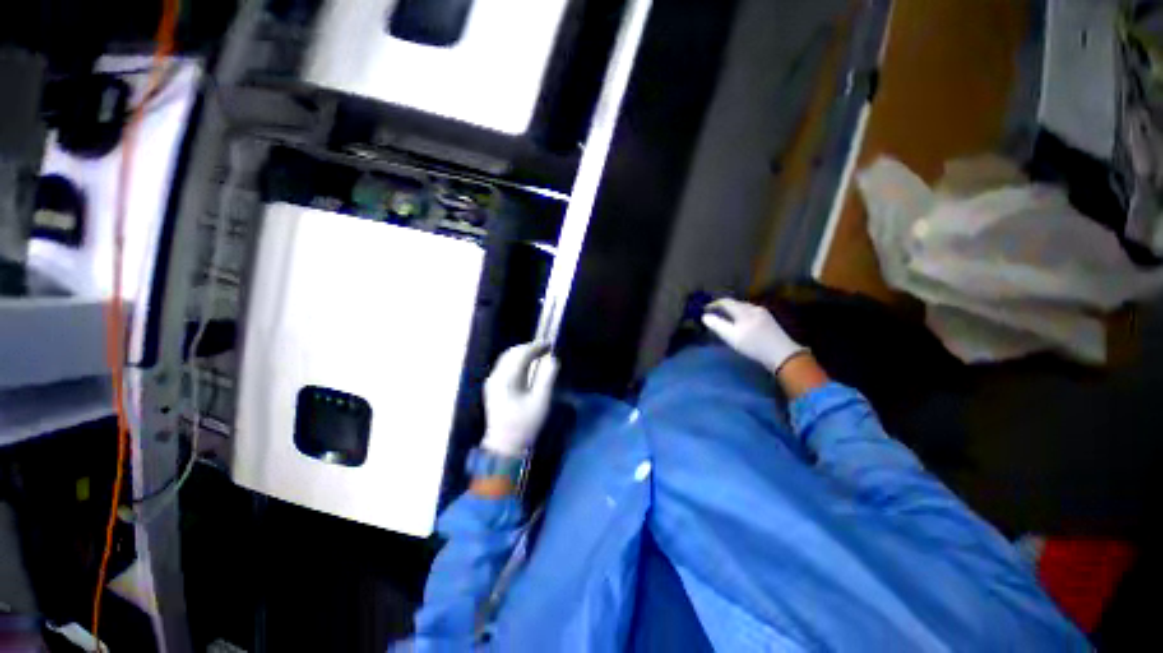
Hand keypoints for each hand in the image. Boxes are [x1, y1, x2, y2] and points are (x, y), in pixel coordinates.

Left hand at [481, 342, 559, 456]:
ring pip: (506, 358)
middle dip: (529, 347)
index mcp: (506, 379)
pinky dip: (517, 361)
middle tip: (546, 348)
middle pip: (511, 353)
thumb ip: (547, 377)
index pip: (521, 354)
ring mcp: (492, 382)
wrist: (504, 446)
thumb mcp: (541, 401)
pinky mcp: (492, 387)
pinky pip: (504, 366)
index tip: (550, 344)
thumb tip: (552, 359)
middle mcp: (496, 376)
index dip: (536, 346)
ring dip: (522, 353)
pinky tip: (527, 365)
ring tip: (539, 354)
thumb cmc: (525, 424)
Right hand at [701, 298, 806, 373]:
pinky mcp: (769, 320)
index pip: (725, 301)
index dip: (714, 304)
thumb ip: (717, 325)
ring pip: (743, 308)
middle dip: (723, 308)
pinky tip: (741, 324)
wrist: (782, 355)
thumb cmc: (754, 345)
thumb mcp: (731, 336)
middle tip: (714, 315)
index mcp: (744, 310)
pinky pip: (750, 313)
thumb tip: (704, 316)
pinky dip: (741, 316)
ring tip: (725, 320)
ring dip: (732, 312)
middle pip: (735, 303)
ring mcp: (763, 313)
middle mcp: (754, 308)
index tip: (705, 310)